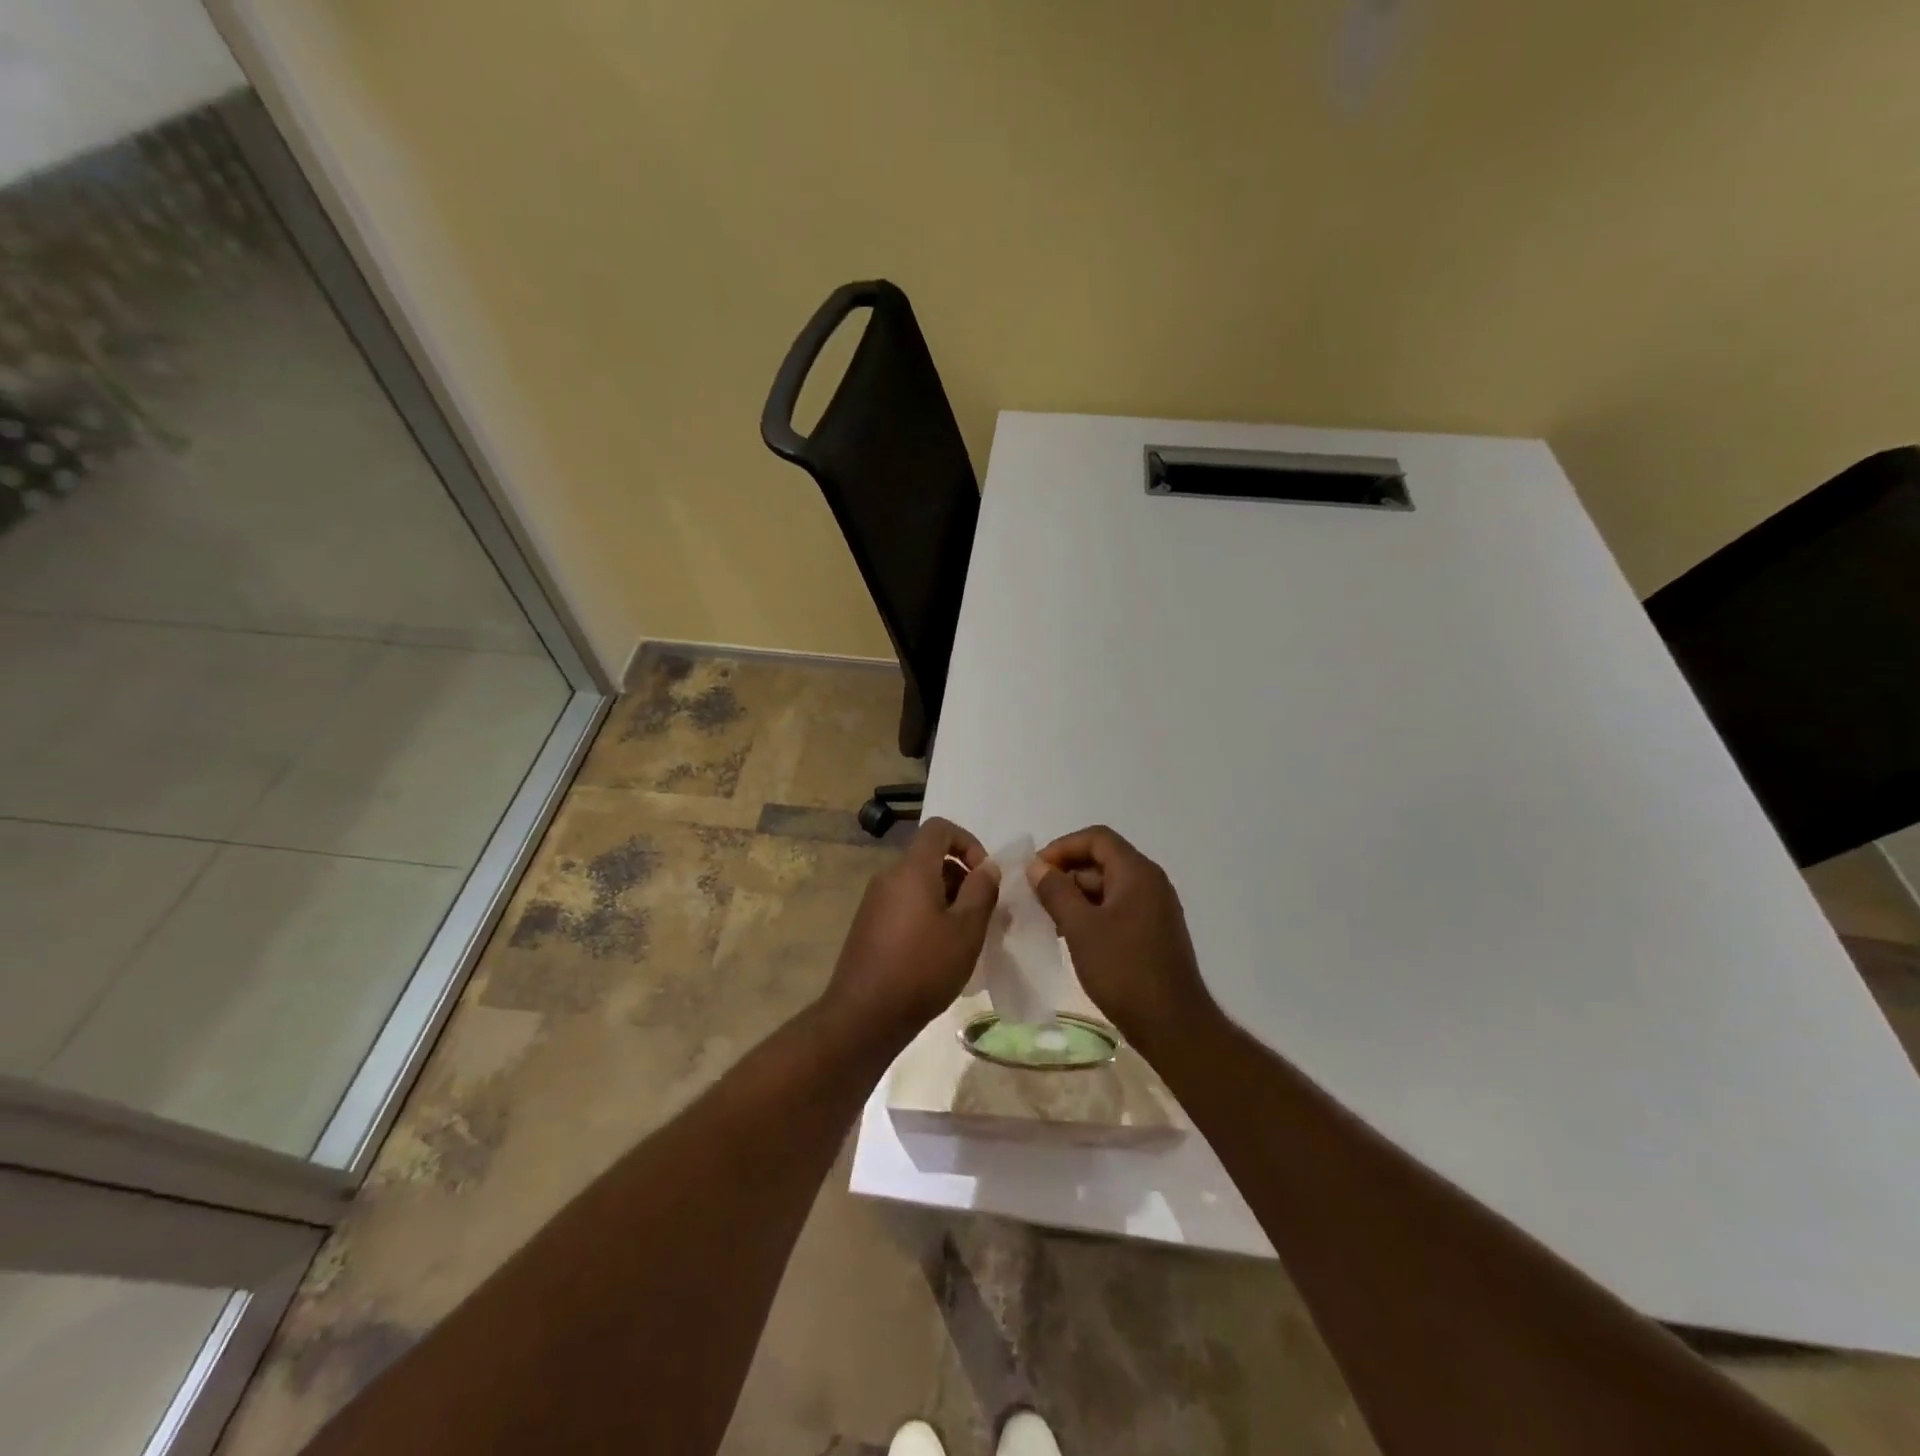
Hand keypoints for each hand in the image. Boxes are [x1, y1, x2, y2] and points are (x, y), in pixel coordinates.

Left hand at [823, 817, 1000, 1043]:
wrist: (864, 1016)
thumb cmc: (923, 968)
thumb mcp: (966, 931)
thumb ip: (981, 891)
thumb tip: (987, 867)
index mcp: (911, 870)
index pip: (939, 829)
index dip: (968, 842)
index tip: (984, 875)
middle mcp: (888, 878)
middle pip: (929, 859)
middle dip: (961, 878)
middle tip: (982, 914)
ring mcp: (874, 903)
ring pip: (918, 885)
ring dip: (946, 900)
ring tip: (964, 938)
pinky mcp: (868, 927)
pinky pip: (904, 905)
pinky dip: (926, 915)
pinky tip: (938, 953)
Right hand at [1027, 825, 1218, 1047]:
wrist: (1172, 1025)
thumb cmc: (1123, 970)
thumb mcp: (1081, 928)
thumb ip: (1056, 891)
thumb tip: (1037, 866)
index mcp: (1137, 872)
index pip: (1096, 838)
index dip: (1062, 847)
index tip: (1035, 871)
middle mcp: (1150, 882)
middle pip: (1102, 860)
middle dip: (1066, 873)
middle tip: (1035, 897)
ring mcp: (1155, 908)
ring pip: (1108, 886)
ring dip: (1076, 896)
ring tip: (1047, 919)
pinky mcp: (1154, 932)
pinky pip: (1118, 908)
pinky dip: (1092, 914)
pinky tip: (1071, 936)